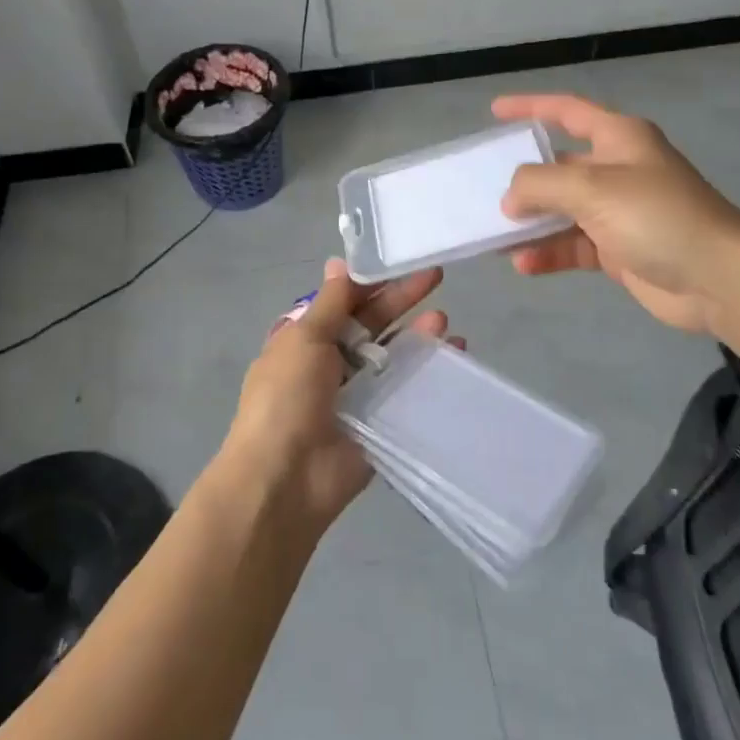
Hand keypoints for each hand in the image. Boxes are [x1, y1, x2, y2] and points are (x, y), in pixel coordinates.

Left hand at [221, 257, 461, 530]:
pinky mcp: (379, 422)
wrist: (285, 479)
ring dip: (417, 334)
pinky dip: (428, 372)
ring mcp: (356, 394)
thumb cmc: (287, 398)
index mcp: (305, 340)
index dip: (372, 281)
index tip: (403, 260)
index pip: (344, 301)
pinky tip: (454, 355)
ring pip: (392, 355)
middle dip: (401, 300)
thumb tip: (338, 261)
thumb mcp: (304, 338)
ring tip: (443, 320)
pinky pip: (406, 390)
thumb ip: (331, 303)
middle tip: (437, 276)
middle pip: (371, 323)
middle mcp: (330, 363)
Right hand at [494, 92, 739, 335]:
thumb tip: (511, 197)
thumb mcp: (591, 188)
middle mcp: (618, 169)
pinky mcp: (620, 249)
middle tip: (484, 190)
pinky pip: (574, 245)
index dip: (530, 107)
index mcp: (619, 138)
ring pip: (563, 210)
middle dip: (525, 180)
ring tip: (495, 236)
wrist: (718, 278)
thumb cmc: (656, 216)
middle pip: (560, 166)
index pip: (567, 111)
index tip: (495, 111)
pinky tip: (524, 264)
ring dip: (532, 223)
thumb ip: (541, 184)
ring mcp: (619, 211)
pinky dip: (550, 253)